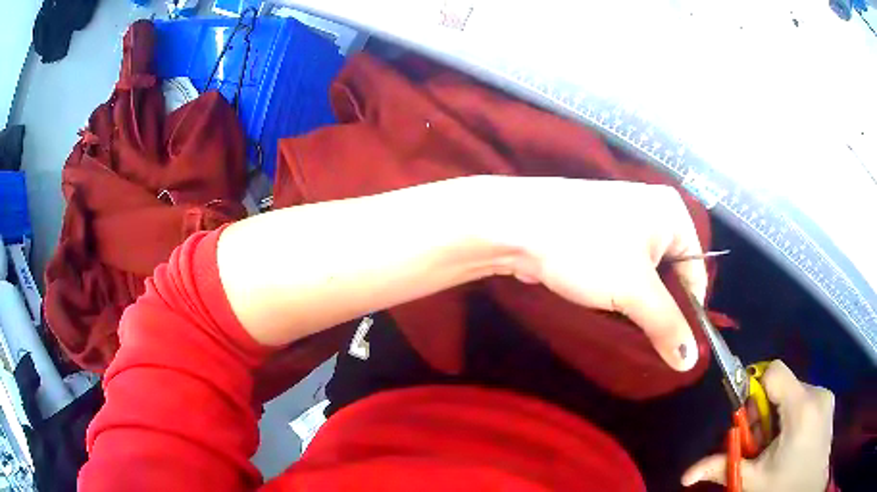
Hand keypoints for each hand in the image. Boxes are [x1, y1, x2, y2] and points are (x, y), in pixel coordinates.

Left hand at [487, 177, 707, 370]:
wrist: (517, 225)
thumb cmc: (586, 249)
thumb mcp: (634, 291)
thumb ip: (667, 325)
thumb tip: (690, 360)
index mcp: (672, 213)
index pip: (696, 271)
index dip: (689, 311)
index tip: (677, 345)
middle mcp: (653, 213)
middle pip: (671, 274)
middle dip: (661, 308)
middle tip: (652, 343)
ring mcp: (625, 222)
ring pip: (645, 275)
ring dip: (639, 304)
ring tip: (630, 330)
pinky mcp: (600, 235)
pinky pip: (623, 270)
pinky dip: (621, 292)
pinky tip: (612, 312)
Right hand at [681, 360, 834, 490]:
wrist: (809, 490)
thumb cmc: (783, 487)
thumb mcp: (753, 481)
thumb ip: (723, 467)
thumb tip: (686, 475)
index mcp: (801, 408)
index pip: (774, 372)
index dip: (755, 390)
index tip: (748, 420)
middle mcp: (817, 392)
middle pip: (781, 385)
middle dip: (764, 411)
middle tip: (760, 443)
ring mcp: (825, 396)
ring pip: (792, 392)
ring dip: (777, 414)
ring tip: (776, 446)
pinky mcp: (828, 401)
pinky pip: (804, 397)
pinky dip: (791, 415)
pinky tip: (790, 441)